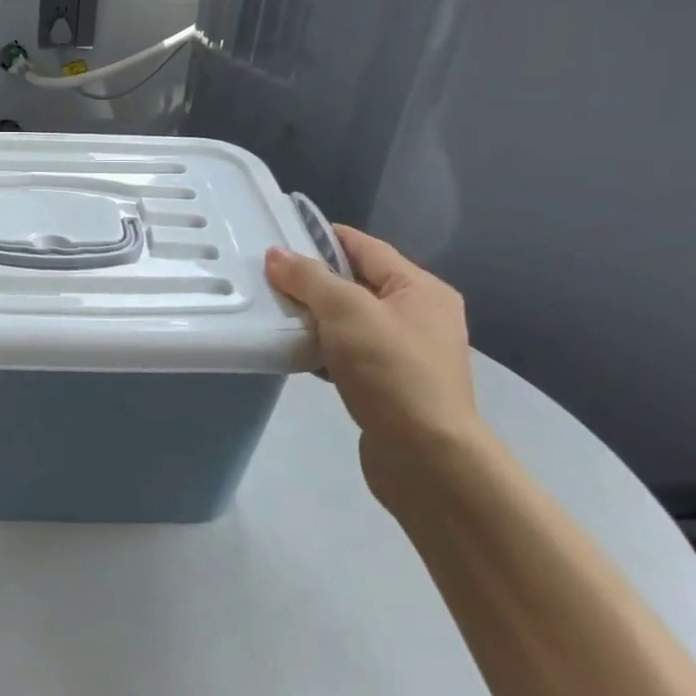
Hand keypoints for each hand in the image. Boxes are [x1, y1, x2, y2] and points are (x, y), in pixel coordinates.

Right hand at [266, 227, 479, 488]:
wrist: (428, 459)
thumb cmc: (392, 371)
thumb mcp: (346, 312)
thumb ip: (309, 278)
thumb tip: (276, 254)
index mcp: (420, 289)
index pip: (364, 246)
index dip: (322, 237)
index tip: (279, 236)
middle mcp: (418, 315)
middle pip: (355, 283)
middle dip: (312, 280)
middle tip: (267, 277)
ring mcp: (406, 352)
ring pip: (349, 320)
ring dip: (313, 316)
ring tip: (272, 312)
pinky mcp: (389, 384)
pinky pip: (348, 352)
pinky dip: (321, 348)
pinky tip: (293, 351)